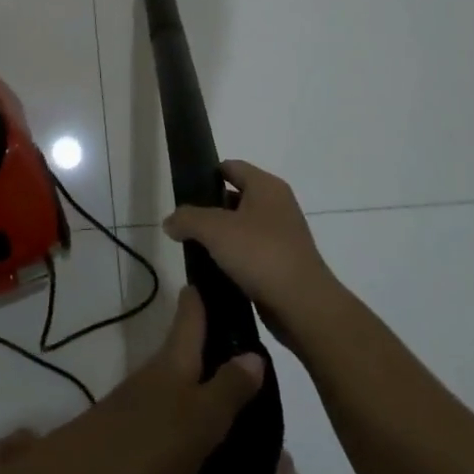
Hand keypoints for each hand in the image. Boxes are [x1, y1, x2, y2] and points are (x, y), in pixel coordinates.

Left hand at [0, 287, 264, 473]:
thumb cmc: (138, 451)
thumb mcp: (194, 422)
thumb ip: (226, 391)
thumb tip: (255, 352)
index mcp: (171, 365)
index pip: (191, 314)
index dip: (207, 292)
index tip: (229, 269)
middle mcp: (157, 381)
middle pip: (190, 352)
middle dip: (219, 346)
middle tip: (265, 350)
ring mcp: (143, 414)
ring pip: (185, 391)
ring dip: (213, 391)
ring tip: (256, 404)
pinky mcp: (137, 450)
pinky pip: (178, 429)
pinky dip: (200, 430)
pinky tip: (222, 449)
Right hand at [163, 160, 340, 345]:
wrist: (303, 306)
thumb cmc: (260, 254)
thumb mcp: (214, 230)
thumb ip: (187, 219)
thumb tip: (170, 222)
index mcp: (267, 187)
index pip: (231, 167)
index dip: (206, 175)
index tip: (184, 191)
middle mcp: (278, 205)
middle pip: (235, 197)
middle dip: (209, 209)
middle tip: (185, 224)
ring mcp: (282, 236)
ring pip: (241, 227)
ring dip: (220, 237)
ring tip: (195, 249)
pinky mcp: (282, 263)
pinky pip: (251, 253)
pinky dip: (233, 259)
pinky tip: (215, 271)